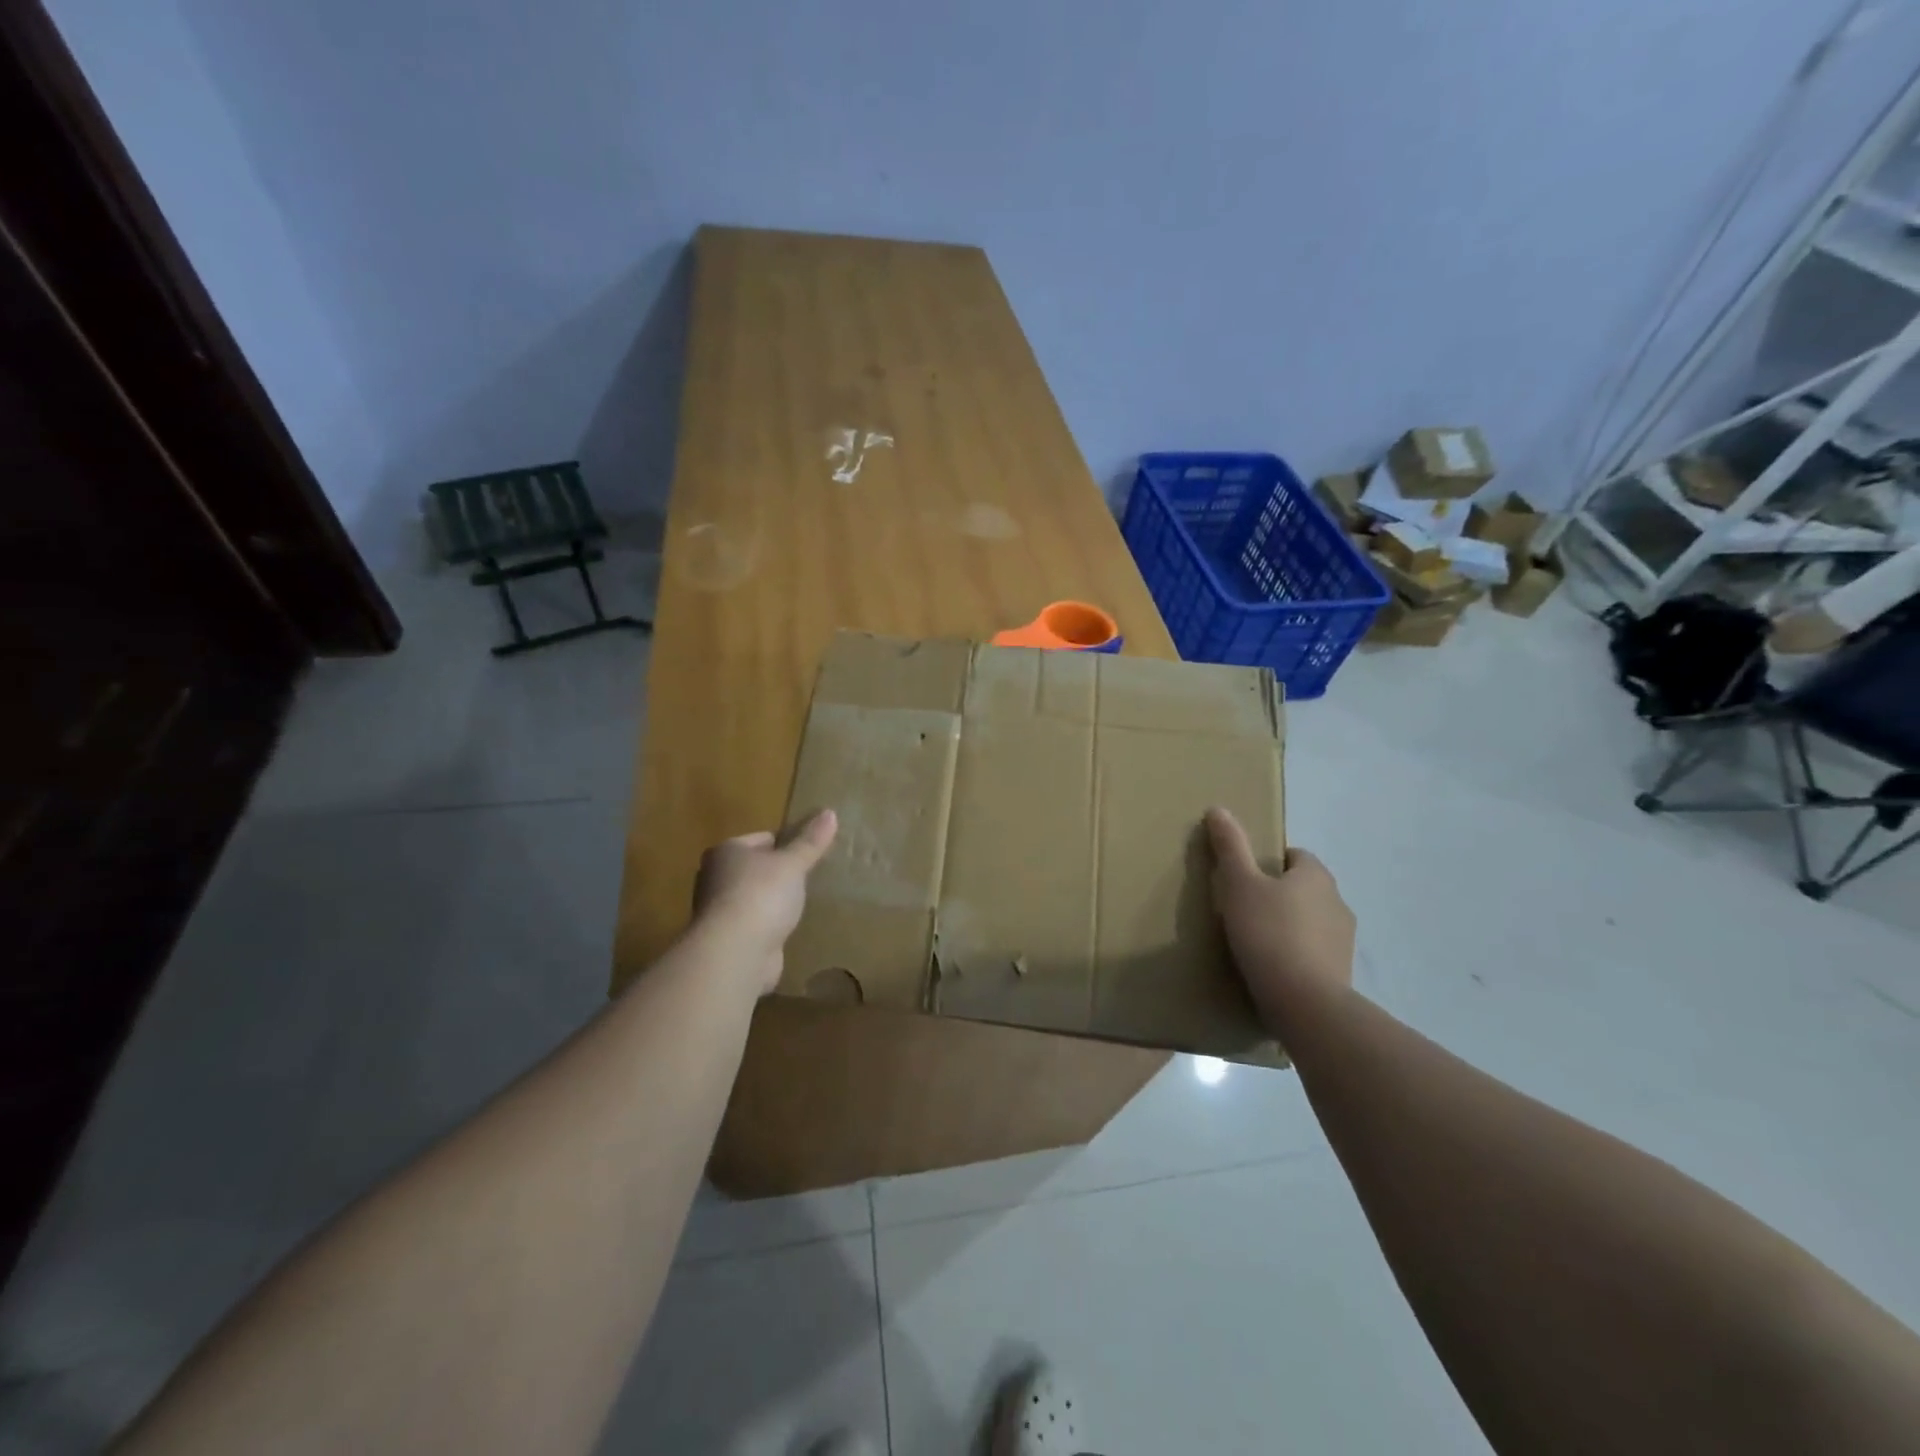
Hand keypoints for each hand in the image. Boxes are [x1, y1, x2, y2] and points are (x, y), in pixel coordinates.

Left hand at [691, 810, 837, 995]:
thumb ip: (810, 841)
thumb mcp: (792, 863)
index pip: (762, 838)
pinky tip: (786, 929)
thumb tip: (829, 812)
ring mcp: (719, 911)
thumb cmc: (761, 896)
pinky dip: (768, 926)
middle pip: (756, 868)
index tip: (810, 853)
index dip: (787, 843)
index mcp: (726, 852)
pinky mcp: (727, 940)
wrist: (735, 953)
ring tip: (801, 904)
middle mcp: (715, 878)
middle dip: (779, 873)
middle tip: (808, 878)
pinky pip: (754, 924)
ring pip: (755, 897)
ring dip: (773, 901)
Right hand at [1205, 807, 1354, 1032]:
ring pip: (1311, 921)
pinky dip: (1296, 955)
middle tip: (1242, 908)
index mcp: (1316, 875)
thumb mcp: (1238, 884)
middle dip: (1278, 894)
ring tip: (1255, 942)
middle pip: (1303, 888)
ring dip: (1289, 926)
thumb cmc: (1268, 933)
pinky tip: (1272, 968)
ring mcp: (1344, 940)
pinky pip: (1314, 953)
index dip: (1268, 862)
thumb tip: (1218, 809)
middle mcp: (1337, 902)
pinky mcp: (1342, 973)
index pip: (1294, 856)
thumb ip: (1230, 847)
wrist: (1304, 1002)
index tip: (1243, 878)